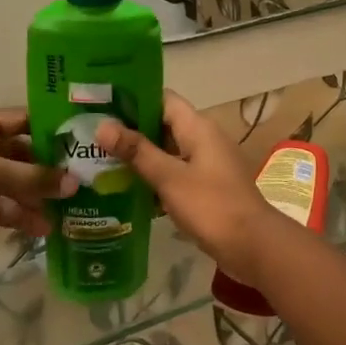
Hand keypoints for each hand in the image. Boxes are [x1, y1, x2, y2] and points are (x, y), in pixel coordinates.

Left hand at [0, 109, 77, 244]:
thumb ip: (32, 178)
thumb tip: (75, 184)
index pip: (22, 119)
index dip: (50, 128)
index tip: (82, 141)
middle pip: (20, 154)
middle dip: (47, 169)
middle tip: (82, 180)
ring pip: (12, 184)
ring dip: (36, 197)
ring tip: (67, 211)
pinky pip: (0, 207)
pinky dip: (19, 216)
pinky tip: (43, 229)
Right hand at [98, 92, 278, 284]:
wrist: (252, 246)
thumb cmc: (211, 206)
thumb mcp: (169, 177)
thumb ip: (137, 151)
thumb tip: (102, 126)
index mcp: (198, 127)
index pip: (163, 98)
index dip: (134, 98)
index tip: (102, 105)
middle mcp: (203, 138)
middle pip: (162, 124)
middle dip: (131, 130)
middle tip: (93, 137)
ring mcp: (206, 163)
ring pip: (167, 151)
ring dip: (141, 156)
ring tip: (101, 161)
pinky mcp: (206, 187)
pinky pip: (175, 173)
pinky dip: (154, 177)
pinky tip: (127, 189)